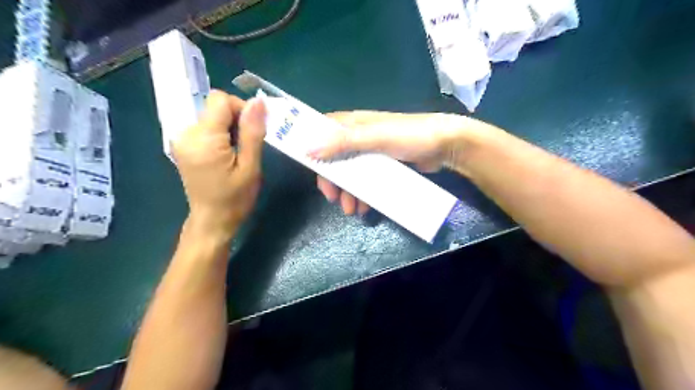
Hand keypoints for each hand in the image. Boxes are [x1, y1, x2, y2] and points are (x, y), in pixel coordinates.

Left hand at [172, 90, 265, 239]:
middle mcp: (186, 133)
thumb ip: (252, 132)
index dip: (241, 109)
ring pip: (212, 117)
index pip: (220, 100)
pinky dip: (220, 136)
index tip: (252, 132)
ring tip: (237, 154)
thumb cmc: (235, 198)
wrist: (212, 221)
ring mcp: (182, 140)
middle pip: (215, 107)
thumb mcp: (250, 167)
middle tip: (246, 147)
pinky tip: (226, 155)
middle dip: (236, 121)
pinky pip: (206, 128)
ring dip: (229, 129)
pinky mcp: (183, 146)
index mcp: (203, 138)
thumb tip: (258, 101)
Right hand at [309, 110, 471, 215]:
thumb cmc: (409, 136)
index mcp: (354, 123)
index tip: (307, 168)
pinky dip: (363, 194)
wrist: (445, 146)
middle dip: (332, 180)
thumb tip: (309, 150)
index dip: (312, 147)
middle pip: (335, 158)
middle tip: (331, 197)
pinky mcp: (384, 165)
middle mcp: (359, 136)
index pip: (323, 132)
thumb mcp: (375, 137)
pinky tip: (365, 207)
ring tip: (351, 210)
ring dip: (348, 192)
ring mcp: (372, 152)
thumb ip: (343, 142)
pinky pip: (367, 180)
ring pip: (351, 172)